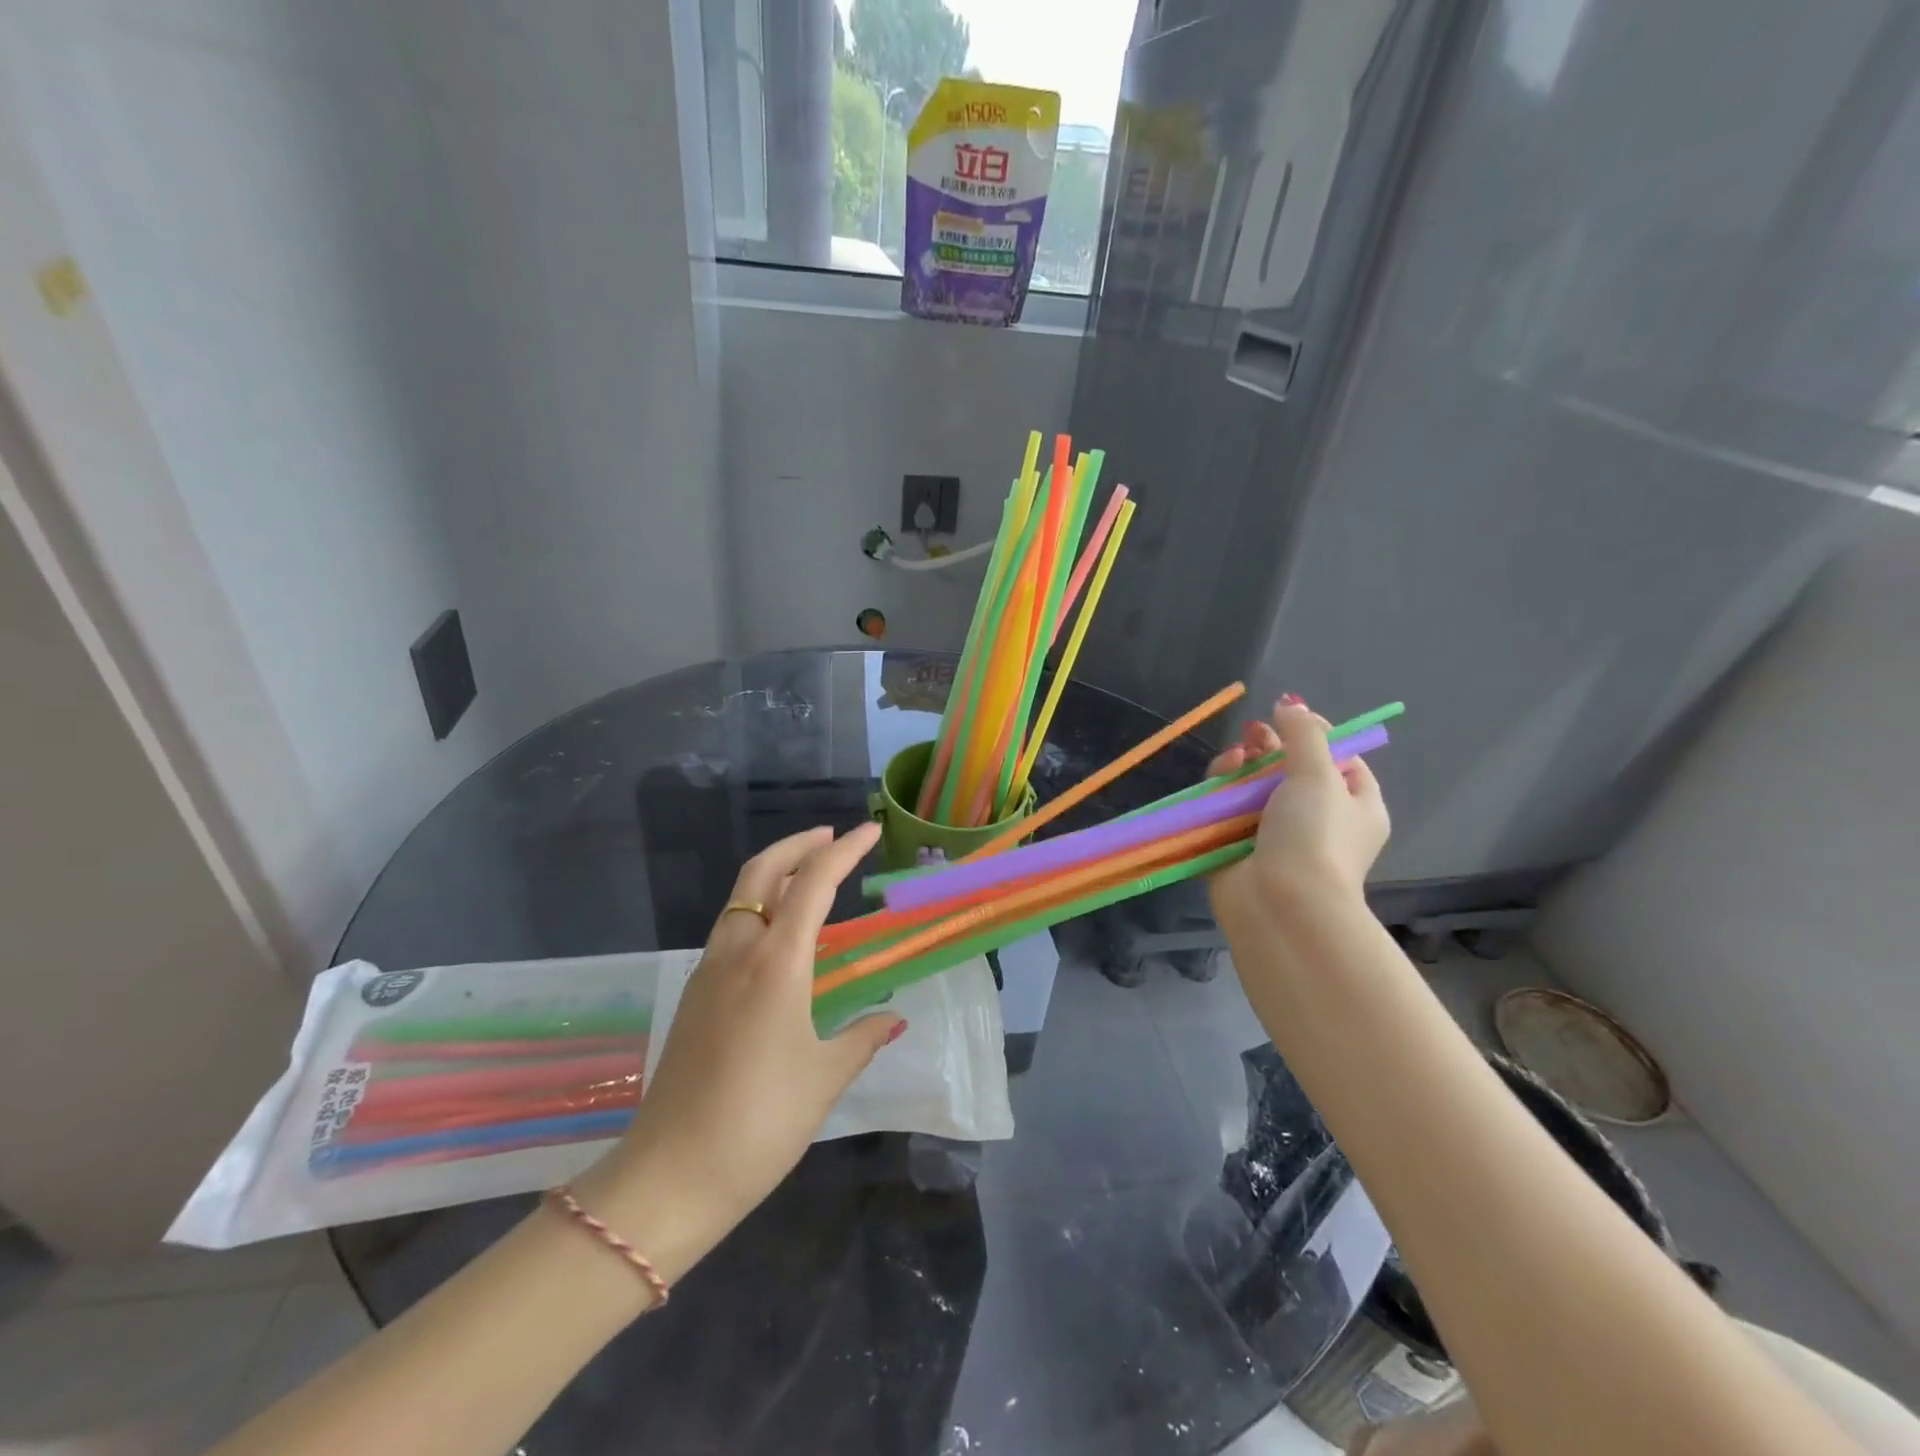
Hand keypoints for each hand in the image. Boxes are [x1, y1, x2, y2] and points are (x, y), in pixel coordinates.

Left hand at [576, 824, 902, 1260]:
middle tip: (831, 838)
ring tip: (810, 878)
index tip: (869, 830)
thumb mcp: (824, 1078)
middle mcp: (738, 952)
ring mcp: (708, 971)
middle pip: (761, 872)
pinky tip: (779, 937)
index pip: (813, 884)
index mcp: (776, 963)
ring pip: (740, 898)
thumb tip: (894, 1020)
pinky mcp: (694, 994)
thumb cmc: (760, 1123)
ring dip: (775, 874)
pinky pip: (730, 929)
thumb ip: (862, 1039)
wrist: (670, 1175)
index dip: (844, 851)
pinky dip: (758, 909)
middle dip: (798, 845)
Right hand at [1207, 697, 1389, 929]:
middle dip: (1270, 748)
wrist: (1281, 905)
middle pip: (1290, 770)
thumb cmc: (1315, 837)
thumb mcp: (1319, 775)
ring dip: (1243, 766)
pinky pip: (1226, 808)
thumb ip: (1304, 734)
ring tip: (1234, 757)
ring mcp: (1274, 835)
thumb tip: (1290, 704)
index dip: (1316, 736)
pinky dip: (1221, 790)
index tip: (1291, 720)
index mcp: (1355, 807)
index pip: (1341, 761)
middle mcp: (1318, 820)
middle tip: (1254, 734)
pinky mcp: (1237, 846)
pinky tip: (1218, 777)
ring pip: (1254, 786)